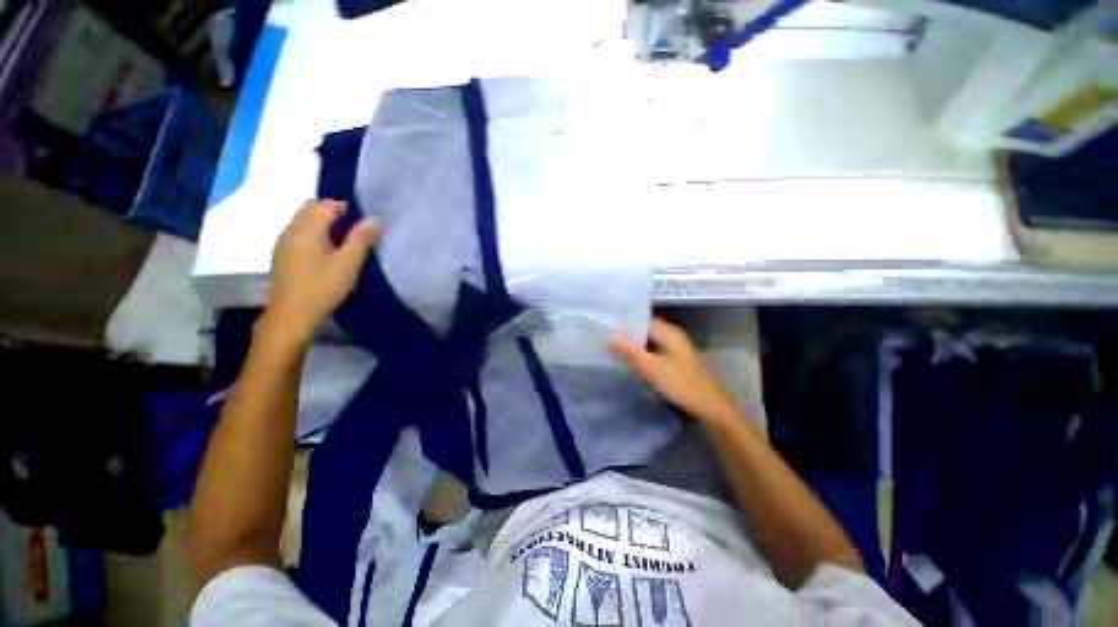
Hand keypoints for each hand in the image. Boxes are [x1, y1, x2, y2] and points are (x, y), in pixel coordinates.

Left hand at [262, 199, 377, 344]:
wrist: (291, 315)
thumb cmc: (322, 287)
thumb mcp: (348, 263)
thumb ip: (361, 239)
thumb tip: (374, 218)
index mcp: (306, 229)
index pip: (325, 205)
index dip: (345, 207)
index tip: (364, 218)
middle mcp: (290, 231)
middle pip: (310, 209)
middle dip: (332, 212)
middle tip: (356, 227)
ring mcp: (283, 243)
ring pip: (304, 222)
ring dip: (323, 223)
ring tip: (345, 239)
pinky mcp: (283, 256)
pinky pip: (299, 234)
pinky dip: (315, 234)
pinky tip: (327, 251)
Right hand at [610, 318, 738, 423]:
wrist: (708, 406)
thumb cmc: (680, 384)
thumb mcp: (652, 367)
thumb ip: (631, 351)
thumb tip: (610, 335)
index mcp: (669, 332)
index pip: (642, 319)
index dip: (625, 322)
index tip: (607, 326)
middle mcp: (672, 336)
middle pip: (645, 330)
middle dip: (628, 334)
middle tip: (607, 338)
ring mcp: (674, 348)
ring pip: (648, 341)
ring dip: (634, 345)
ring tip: (613, 347)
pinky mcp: (674, 360)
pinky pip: (653, 351)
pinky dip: (642, 353)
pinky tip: (631, 360)